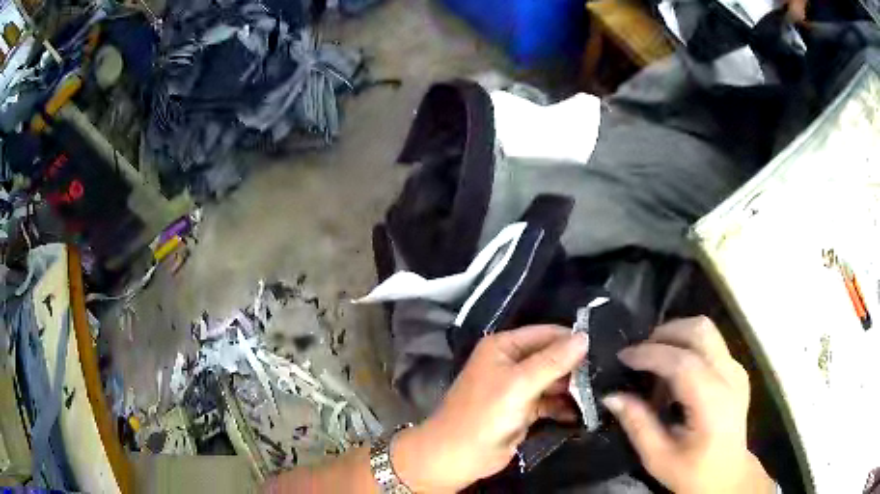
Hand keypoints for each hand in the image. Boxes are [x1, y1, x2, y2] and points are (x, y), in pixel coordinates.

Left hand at [392, 326, 588, 492]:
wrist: (458, 456)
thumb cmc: (485, 414)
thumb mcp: (519, 384)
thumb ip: (552, 361)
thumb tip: (585, 337)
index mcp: (503, 347)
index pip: (545, 333)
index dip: (572, 339)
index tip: (604, 345)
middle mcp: (511, 363)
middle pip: (552, 357)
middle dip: (576, 365)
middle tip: (608, 371)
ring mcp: (518, 388)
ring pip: (553, 381)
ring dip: (574, 387)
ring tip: (602, 391)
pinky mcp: (524, 410)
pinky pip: (550, 402)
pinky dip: (565, 406)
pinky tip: (585, 412)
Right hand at [602, 317, 774, 493]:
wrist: (728, 476)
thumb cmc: (692, 473)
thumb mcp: (658, 457)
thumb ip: (637, 424)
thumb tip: (611, 395)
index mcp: (713, 403)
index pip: (683, 362)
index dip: (651, 354)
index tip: (623, 356)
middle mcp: (730, 376)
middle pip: (700, 331)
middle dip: (665, 333)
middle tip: (639, 354)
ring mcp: (736, 369)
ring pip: (706, 331)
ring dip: (676, 337)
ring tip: (654, 363)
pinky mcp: (736, 369)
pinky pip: (710, 344)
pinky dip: (687, 347)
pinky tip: (673, 375)